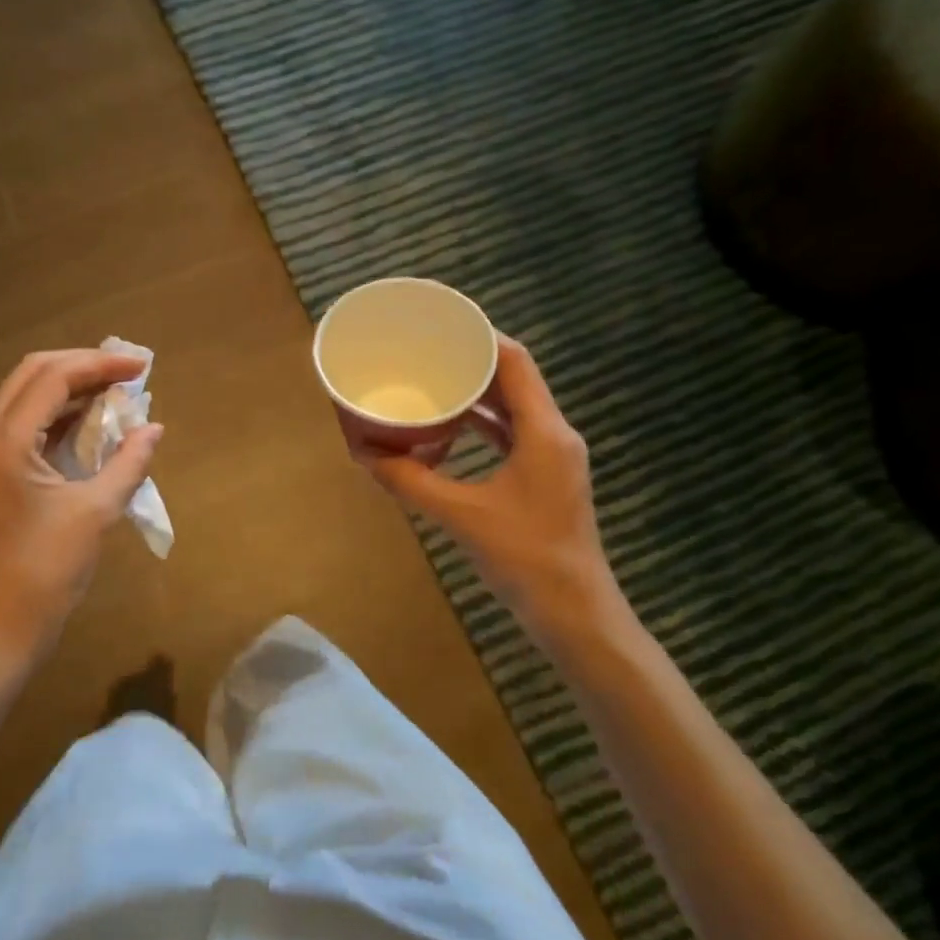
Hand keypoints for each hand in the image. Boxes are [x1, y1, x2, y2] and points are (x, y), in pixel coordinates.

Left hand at [0, 349, 163, 671]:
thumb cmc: (45, 573)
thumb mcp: (95, 513)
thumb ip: (127, 463)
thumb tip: (153, 429)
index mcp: (2, 442)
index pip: (52, 377)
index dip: (100, 364)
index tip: (141, 367)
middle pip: (30, 376)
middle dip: (82, 368)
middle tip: (126, 374)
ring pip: (21, 400)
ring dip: (66, 391)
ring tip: (113, 394)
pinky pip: (16, 428)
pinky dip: (51, 419)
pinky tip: (84, 427)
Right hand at [361, 336, 613, 628]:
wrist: (575, 614)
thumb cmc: (525, 557)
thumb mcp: (460, 515)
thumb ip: (410, 481)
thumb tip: (364, 454)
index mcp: (544, 431)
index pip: (515, 362)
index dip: (480, 336)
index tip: (440, 325)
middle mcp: (554, 434)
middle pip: (514, 379)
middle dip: (471, 362)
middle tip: (426, 352)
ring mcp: (552, 457)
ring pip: (512, 408)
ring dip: (476, 395)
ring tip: (432, 382)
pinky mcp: (544, 478)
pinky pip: (511, 435)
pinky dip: (481, 426)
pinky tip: (449, 430)